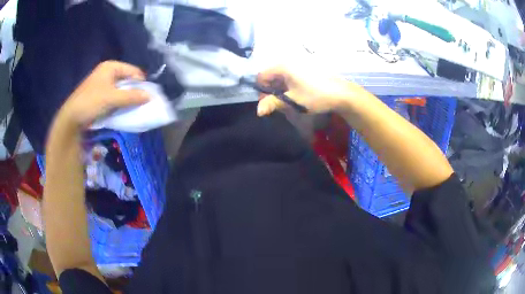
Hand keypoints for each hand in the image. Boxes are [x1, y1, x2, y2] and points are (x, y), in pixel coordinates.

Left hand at [58, 61, 149, 127]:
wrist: (71, 118)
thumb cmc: (91, 102)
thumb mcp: (112, 98)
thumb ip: (132, 96)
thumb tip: (150, 96)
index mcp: (111, 67)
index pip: (133, 71)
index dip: (141, 83)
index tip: (146, 96)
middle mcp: (107, 72)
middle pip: (127, 80)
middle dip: (134, 91)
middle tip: (140, 104)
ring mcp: (102, 84)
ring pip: (121, 90)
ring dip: (127, 99)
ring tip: (132, 108)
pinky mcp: (99, 95)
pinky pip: (114, 96)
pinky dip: (119, 103)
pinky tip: (121, 110)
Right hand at [256, 66, 364, 115]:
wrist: (342, 94)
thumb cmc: (315, 96)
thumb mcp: (292, 101)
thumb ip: (273, 103)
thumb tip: (258, 111)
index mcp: (282, 66)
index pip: (262, 76)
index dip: (262, 90)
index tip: (269, 103)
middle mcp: (288, 62)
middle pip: (271, 76)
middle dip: (271, 91)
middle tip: (278, 104)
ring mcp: (298, 65)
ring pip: (281, 77)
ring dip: (281, 90)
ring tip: (289, 102)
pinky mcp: (306, 70)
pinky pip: (290, 77)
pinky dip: (289, 87)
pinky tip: (297, 96)